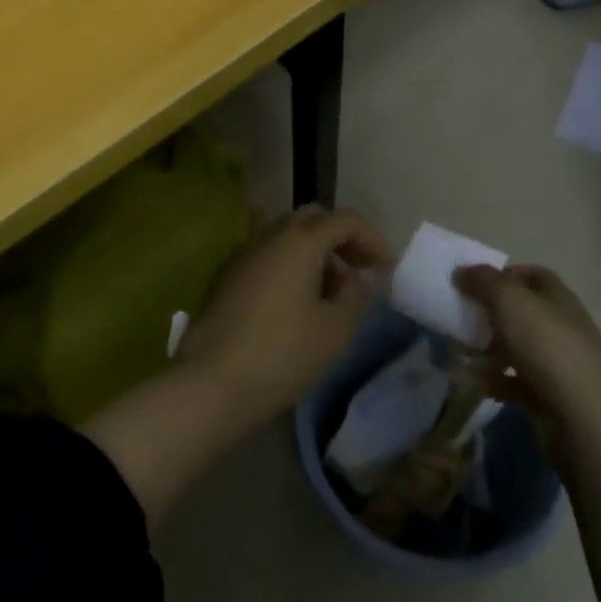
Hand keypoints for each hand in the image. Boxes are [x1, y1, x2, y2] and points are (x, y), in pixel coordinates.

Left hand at [178, 205, 394, 424]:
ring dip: (314, 254)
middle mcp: (268, 237)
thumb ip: (356, 296)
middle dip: (341, 239)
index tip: (387, 269)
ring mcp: (243, 255)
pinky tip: (296, 304)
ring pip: (286, 237)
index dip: (372, 238)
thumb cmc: (283, 354)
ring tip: (331, 294)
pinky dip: (289, 267)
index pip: (344, 220)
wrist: (213, 382)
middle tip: (359, 272)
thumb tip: (357, 278)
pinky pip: (267, 257)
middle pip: (312, 220)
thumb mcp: (335, 329)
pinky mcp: (226, 278)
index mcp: (299, 241)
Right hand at [454, 263, 600, 466]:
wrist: (586, 421)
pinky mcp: (547, 396)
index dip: (502, 273)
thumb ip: (483, 281)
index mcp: (558, 298)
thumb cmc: (548, 347)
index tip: (471, 282)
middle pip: (520, 311)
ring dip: (484, 347)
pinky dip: (488, 378)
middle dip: (488, 312)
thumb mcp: (510, 301)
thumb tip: (461, 271)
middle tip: (458, 315)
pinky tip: (465, 379)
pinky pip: (511, 380)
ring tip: (455, 349)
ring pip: (514, 347)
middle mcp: (560, 327)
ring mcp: (556, 364)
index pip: (531, 275)